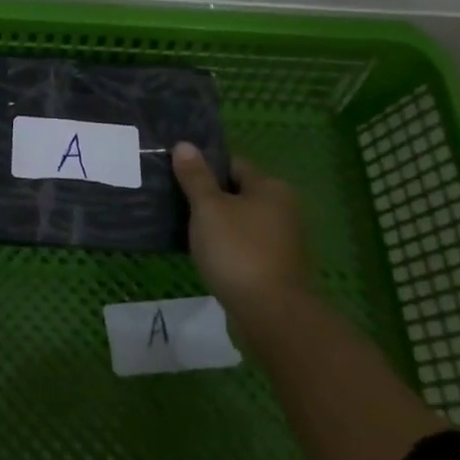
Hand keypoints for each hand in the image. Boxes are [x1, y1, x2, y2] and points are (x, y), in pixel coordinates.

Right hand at [170, 143, 306, 310]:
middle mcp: (283, 209)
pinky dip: (227, 247)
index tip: (177, 176)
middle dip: (209, 197)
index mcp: (271, 188)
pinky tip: (206, 254)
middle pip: (237, 193)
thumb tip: (184, 145)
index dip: (204, 168)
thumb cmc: (237, 250)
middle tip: (177, 203)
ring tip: (186, 229)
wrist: (270, 314)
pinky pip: (245, 245)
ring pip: (240, 221)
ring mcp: (283, 241)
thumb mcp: (208, 208)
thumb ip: (195, 176)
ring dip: (217, 224)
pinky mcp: (277, 267)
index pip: (232, 164)